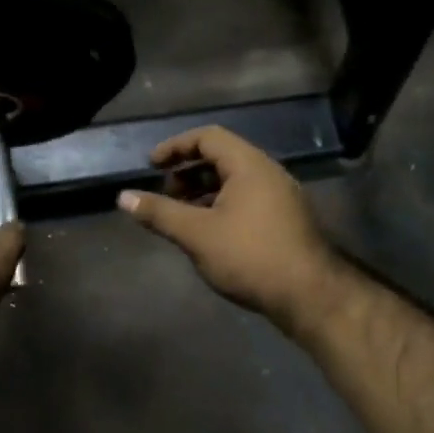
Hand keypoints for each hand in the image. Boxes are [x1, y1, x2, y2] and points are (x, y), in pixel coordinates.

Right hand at [118, 127, 343, 332]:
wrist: (309, 295)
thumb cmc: (250, 256)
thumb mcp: (197, 234)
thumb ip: (159, 213)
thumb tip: (123, 198)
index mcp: (249, 165)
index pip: (208, 137)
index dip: (175, 147)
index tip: (151, 166)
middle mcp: (269, 173)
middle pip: (222, 158)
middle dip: (188, 172)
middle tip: (164, 195)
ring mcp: (281, 197)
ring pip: (235, 182)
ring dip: (204, 192)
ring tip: (181, 216)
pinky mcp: (286, 221)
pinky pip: (247, 201)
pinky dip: (221, 207)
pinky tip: (208, 234)